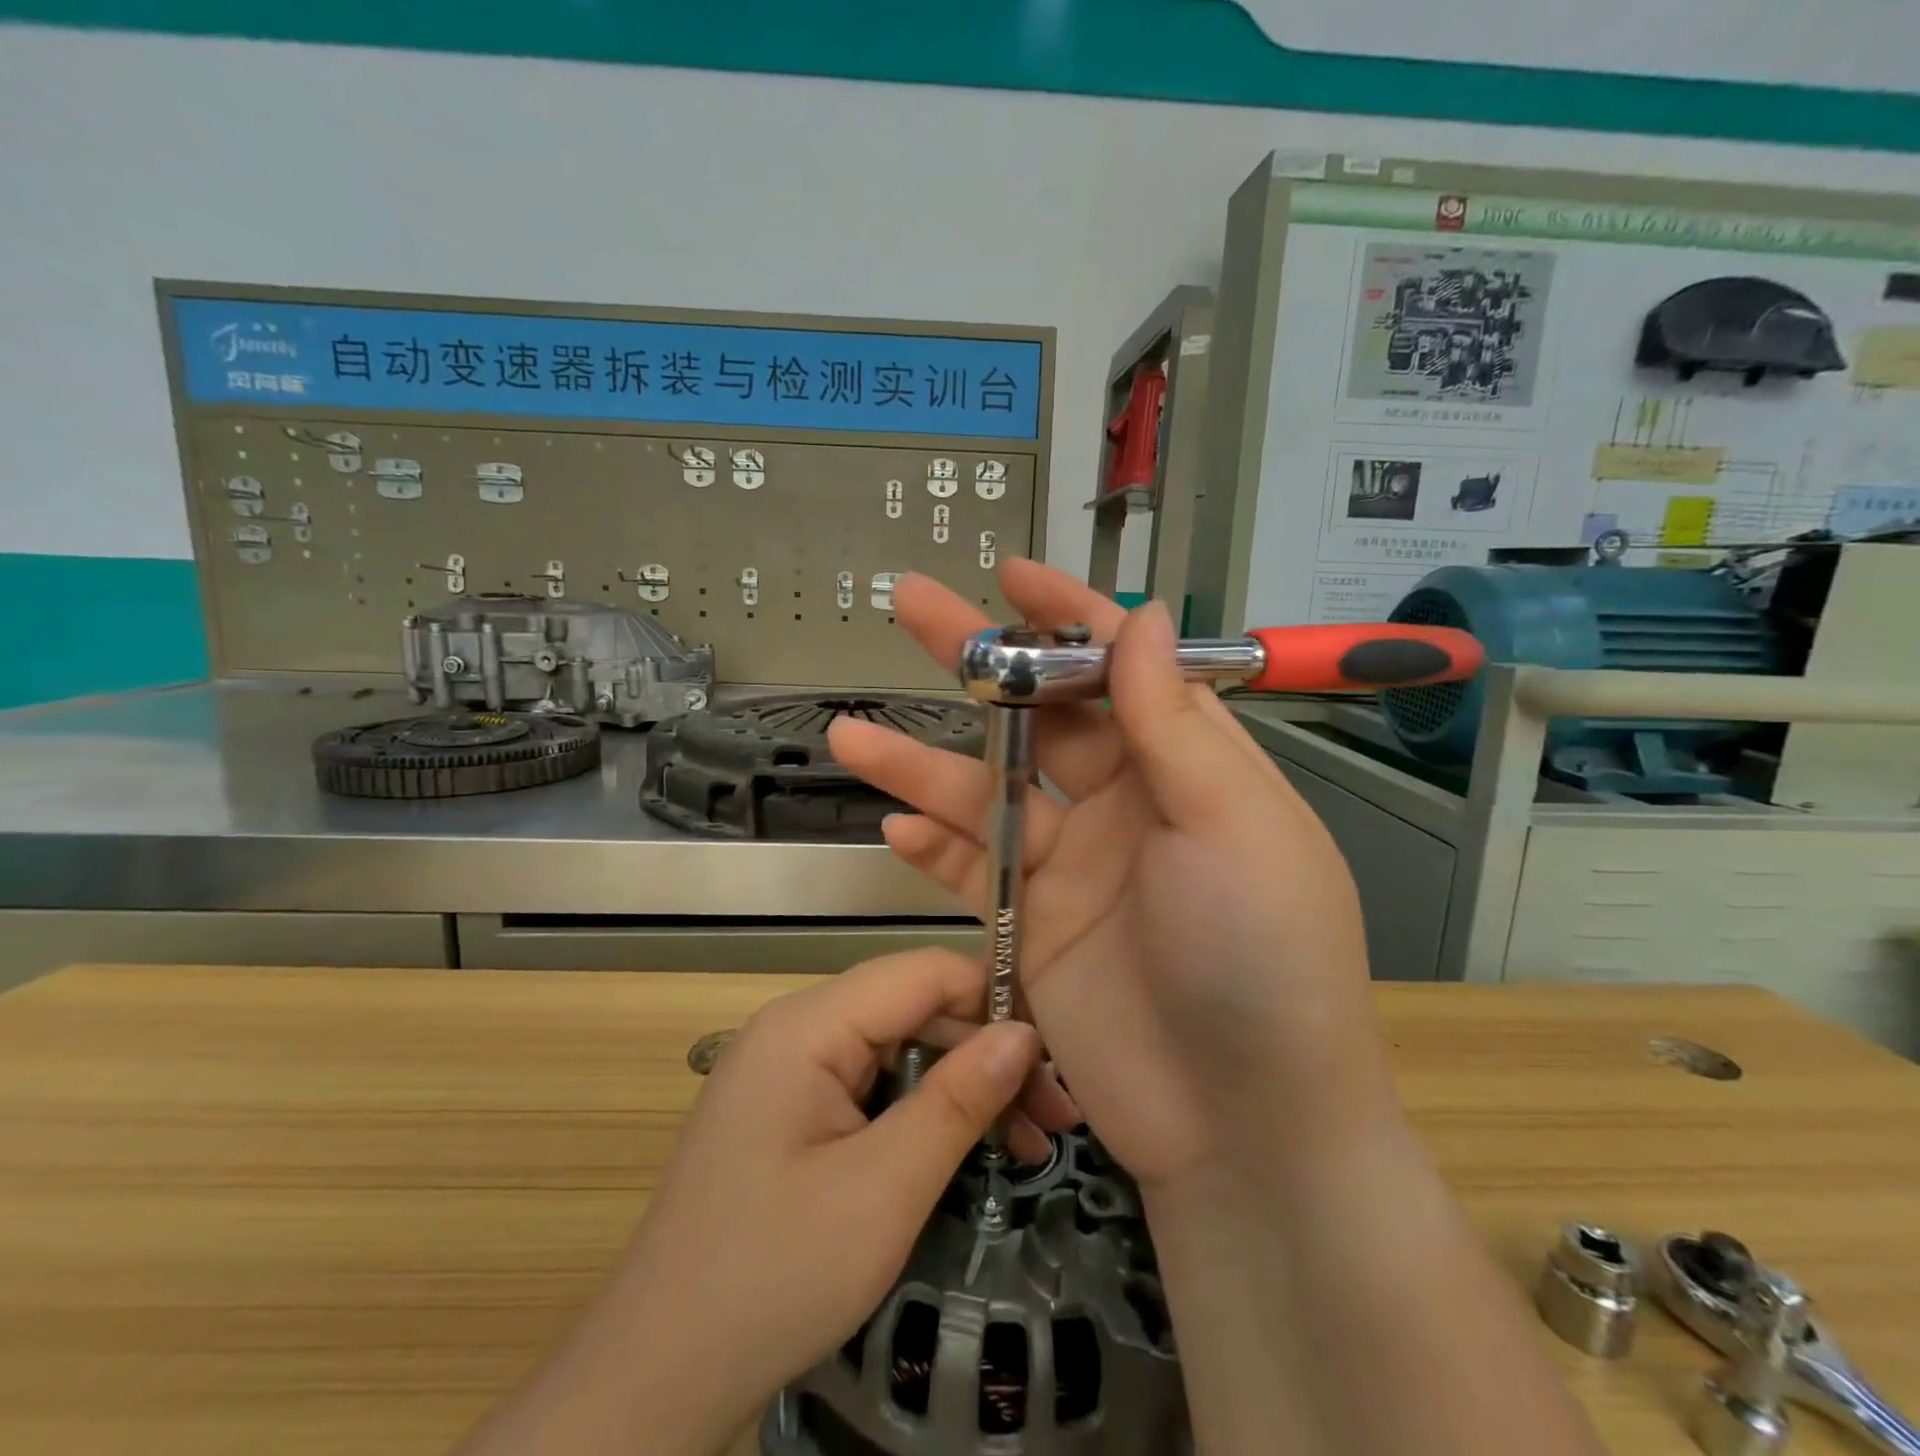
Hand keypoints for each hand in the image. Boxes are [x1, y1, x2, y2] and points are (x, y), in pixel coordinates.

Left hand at [470, 950, 1075, 1455]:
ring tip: (1032, 1141)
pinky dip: (926, 1110)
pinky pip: (874, 1085)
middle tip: (1057, 1115)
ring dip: (963, 1087)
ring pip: (899, 1049)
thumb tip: (1025, 1032)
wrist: (658, 1379)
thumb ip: (957, 1100)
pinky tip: (970, 1147)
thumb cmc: (772, 1276)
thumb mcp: (883, 1190)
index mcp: (807, 1024)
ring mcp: (792, 1069)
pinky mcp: (794, 1109)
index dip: (992, 996)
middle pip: (913, 1010)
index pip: (920, 972)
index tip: (1058, 1048)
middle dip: (987, 1053)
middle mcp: (797, 1028)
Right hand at [829, 560, 1400, 1192]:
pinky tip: (892, 826)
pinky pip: (973, 869)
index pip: (1120, 666)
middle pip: (1039, 716)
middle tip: (912, 607)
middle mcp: (1126, 804)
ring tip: (853, 733)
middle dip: (978, 662)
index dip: (1067, 616)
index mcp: (1185, 766)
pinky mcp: (1032, 925)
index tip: (1011, 576)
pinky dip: (934, 847)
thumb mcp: (1230, 823)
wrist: (1243, 1122)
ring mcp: (1073, 866)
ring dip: (922, 764)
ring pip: (986, 793)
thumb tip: (1144, 617)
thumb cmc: (1260, 955)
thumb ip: (1173, 721)